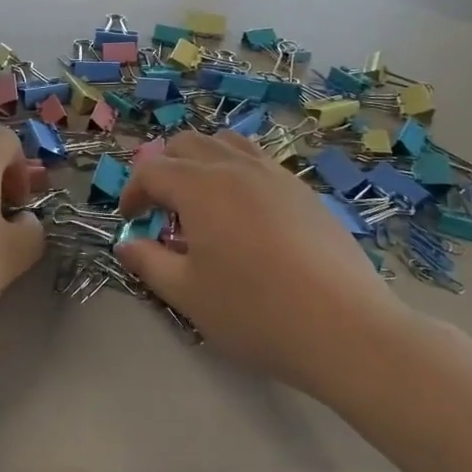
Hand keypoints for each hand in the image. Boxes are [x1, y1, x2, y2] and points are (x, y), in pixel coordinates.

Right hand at [115, 132, 413, 389]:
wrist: (345, 328)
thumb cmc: (255, 312)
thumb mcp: (188, 294)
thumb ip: (149, 262)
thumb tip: (126, 243)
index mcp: (199, 186)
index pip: (151, 170)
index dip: (132, 192)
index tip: (130, 221)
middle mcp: (234, 167)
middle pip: (186, 143)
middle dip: (163, 168)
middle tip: (161, 208)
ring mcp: (274, 174)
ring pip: (225, 143)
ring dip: (201, 162)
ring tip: (201, 201)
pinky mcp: (303, 190)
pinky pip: (258, 161)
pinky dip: (236, 172)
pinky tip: (245, 214)